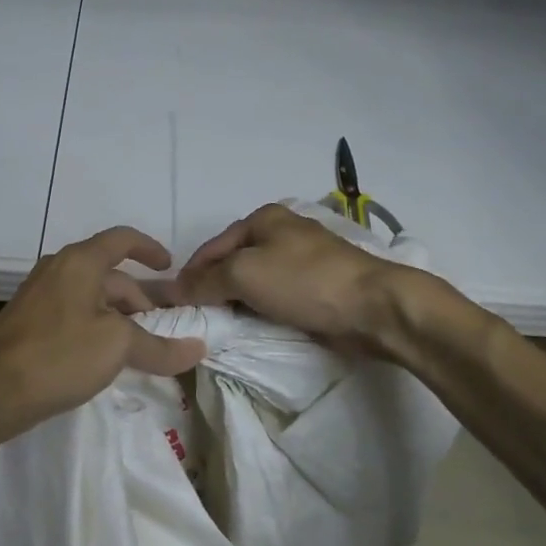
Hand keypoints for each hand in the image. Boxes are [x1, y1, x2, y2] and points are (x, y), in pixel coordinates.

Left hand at [0, 226, 206, 440]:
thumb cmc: (60, 354)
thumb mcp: (117, 347)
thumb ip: (159, 346)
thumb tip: (198, 349)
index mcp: (79, 261)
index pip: (122, 239)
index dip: (150, 248)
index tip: (169, 268)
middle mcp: (57, 269)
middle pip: (108, 273)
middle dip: (138, 298)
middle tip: (160, 329)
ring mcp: (38, 294)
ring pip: (89, 295)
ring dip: (117, 314)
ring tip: (136, 346)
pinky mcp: (27, 321)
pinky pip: (72, 312)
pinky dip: (94, 325)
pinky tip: (101, 356)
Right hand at [176, 203, 415, 351]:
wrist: (372, 307)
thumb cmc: (304, 281)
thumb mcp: (244, 274)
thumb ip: (205, 281)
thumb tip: (175, 290)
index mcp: (263, 218)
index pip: (211, 247)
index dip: (190, 275)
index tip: (173, 305)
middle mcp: (280, 233)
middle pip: (232, 263)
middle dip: (212, 288)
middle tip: (194, 318)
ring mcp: (300, 260)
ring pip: (253, 282)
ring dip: (235, 302)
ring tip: (218, 326)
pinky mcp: (315, 287)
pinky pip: (274, 297)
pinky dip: (259, 310)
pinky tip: (250, 327)